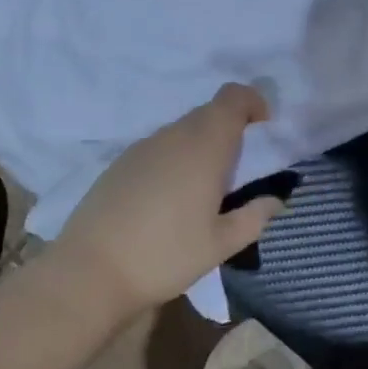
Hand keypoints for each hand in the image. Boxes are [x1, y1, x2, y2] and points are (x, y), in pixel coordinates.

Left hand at [52, 84, 283, 316]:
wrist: (91, 270)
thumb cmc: (165, 255)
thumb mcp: (220, 245)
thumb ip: (254, 216)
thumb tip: (276, 199)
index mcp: (204, 145)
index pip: (233, 97)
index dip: (253, 102)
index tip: (264, 129)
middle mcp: (174, 135)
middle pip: (209, 112)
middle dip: (230, 130)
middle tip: (239, 170)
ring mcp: (143, 146)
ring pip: (183, 130)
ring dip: (201, 146)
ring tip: (205, 190)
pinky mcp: (121, 162)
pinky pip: (159, 147)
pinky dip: (175, 159)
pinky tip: (169, 199)